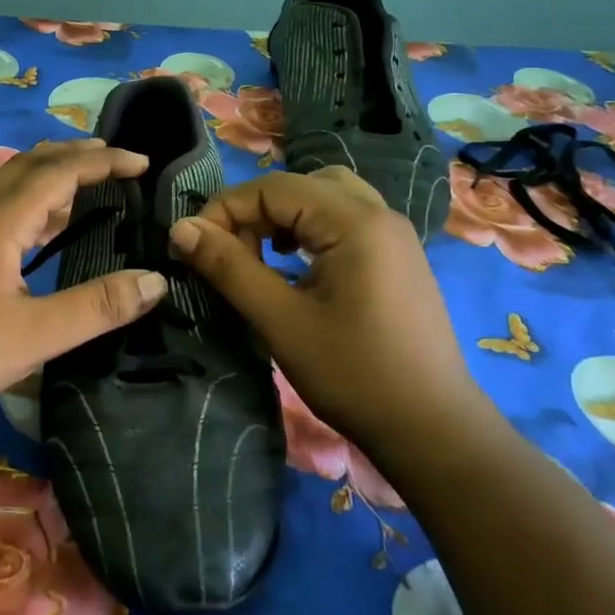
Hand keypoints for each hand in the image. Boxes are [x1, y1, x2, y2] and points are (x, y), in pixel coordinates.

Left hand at [0, 141, 168, 439]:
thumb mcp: (36, 335)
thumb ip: (98, 306)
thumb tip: (156, 280)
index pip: (60, 172)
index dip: (105, 162)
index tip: (143, 163)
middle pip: (29, 164)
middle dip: (74, 156)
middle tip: (113, 159)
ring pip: (6, 183)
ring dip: (46, 174)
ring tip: (80, 184)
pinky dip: (24, 200)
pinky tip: (31, 228)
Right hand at [168, 167, 496, 458]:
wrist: (432, 429)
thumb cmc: (353, 374)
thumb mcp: (280, 321)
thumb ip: (229, 267)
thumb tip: (182, 228)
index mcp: (355, 222)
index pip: (274, 188)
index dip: (225, 209)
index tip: (194, 245)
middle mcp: (379, 214)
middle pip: (301, 185)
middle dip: (255, 210)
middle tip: (229, 251)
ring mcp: (394, 235)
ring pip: (325, 198)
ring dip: (283, 217)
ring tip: (260, 254)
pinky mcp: (398, 258)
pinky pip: (346, 220)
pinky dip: (311, 229)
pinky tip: (295, 265)